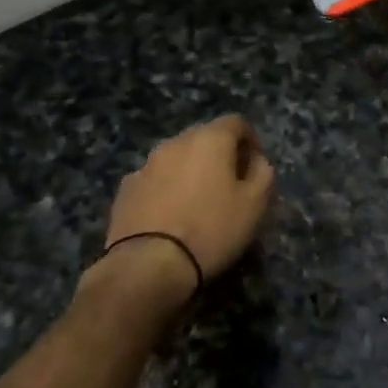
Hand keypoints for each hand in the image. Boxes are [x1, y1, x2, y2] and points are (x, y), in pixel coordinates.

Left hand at [88, 116, 275, 319]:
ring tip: (198, 203)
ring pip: (177, 159)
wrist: (148, 266)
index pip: (236, 122)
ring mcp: (145, 165)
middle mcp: (175, 142)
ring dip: (191, 172)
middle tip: (230, 185)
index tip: (256, 167)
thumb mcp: (255, 204)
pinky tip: (170, 217)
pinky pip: (155, 180)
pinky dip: (166, 190)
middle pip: (204, 138)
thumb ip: (263, 173)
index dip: (251, 141)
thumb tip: (255, 160)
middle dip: (220, 155)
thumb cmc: (212, 229)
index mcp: (209, 139)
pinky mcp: (125, 190)